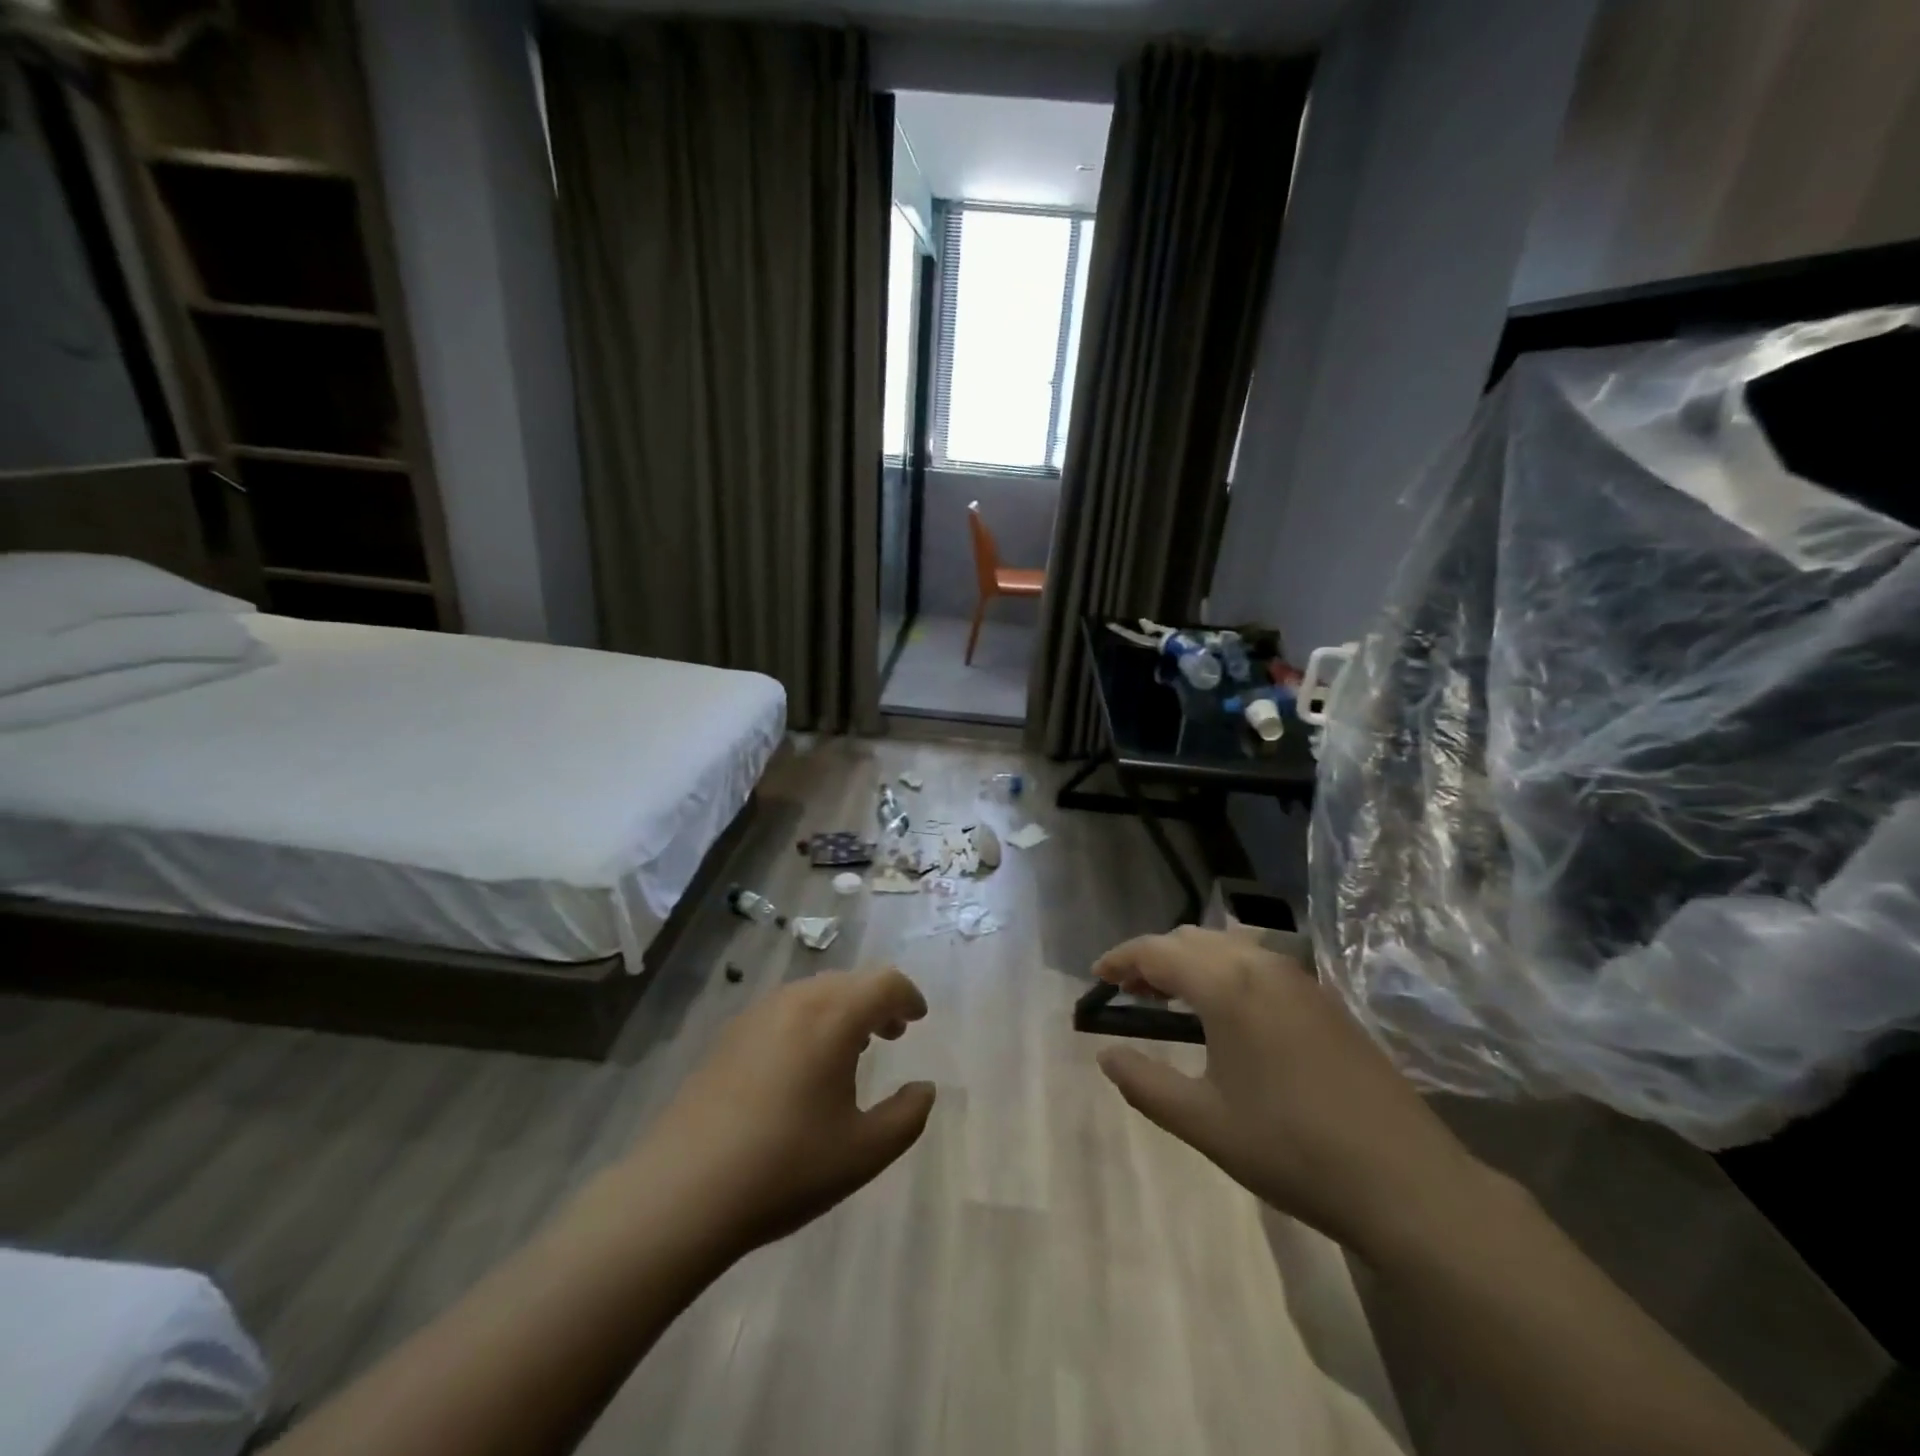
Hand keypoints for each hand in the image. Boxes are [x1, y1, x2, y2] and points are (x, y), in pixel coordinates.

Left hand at [620, 968, 936, 1259]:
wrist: (681, 1192)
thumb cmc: (785, 1168)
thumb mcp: (863, 1152)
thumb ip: (907, 1116)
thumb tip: (924, 1089)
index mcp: (833, 1017)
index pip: (884, 982)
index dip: (907, 996)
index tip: (918, 1019)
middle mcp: (795, 1001)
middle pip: (849, 982)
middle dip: (876, 1002)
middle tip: (891, 1035)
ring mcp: (756, 1014)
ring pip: (814, 993)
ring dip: (842, 1011)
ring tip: (850, 1052)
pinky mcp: (728, 1036)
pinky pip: (784, 1011)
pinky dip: (809, 1022)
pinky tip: (802, 1067)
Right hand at [1094, 927, 1486, 1258]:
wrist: (1406, 1181)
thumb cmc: (1292, 1149)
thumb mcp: (1203, 1122)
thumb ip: (1145, 1082)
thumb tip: (1105, 1055)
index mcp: (1227, 985)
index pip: (1157, 951)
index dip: (1120, 958)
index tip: (1096, 977)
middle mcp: (1261, 965)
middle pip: (1191, 938)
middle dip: (1153, 957)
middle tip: (1128, 991)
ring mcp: (1299, 978)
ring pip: (1227, 945)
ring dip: (1190, 960)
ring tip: (1170, 997)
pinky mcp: (1324, 999)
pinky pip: (1257, 962)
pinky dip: (1224, 970)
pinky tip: (1224, 1011)